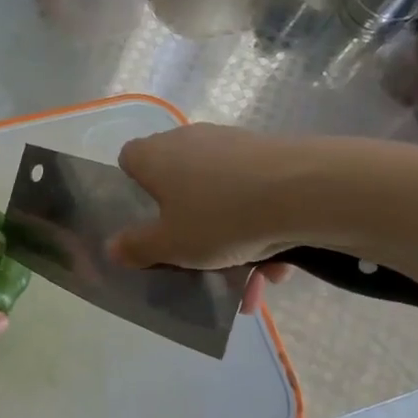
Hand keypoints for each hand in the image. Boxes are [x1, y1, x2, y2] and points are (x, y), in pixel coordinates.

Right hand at [110, 124, 302, 311]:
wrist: (305, 191)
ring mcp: (231, 143)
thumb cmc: (220, 217)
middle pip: (177, 182)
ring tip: (255, 277)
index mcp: (154, 156)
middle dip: (189, 225)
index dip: (133, 191)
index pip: (129, 161)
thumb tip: (112, 248)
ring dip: (232, 236)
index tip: (148, 222)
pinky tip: (281, 262)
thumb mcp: (171, 245)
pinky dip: (261, 225)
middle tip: (201, 260)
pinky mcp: (269, 152)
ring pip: (220, 195)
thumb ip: (137, 247)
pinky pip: (254, 194)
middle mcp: (188, 140)